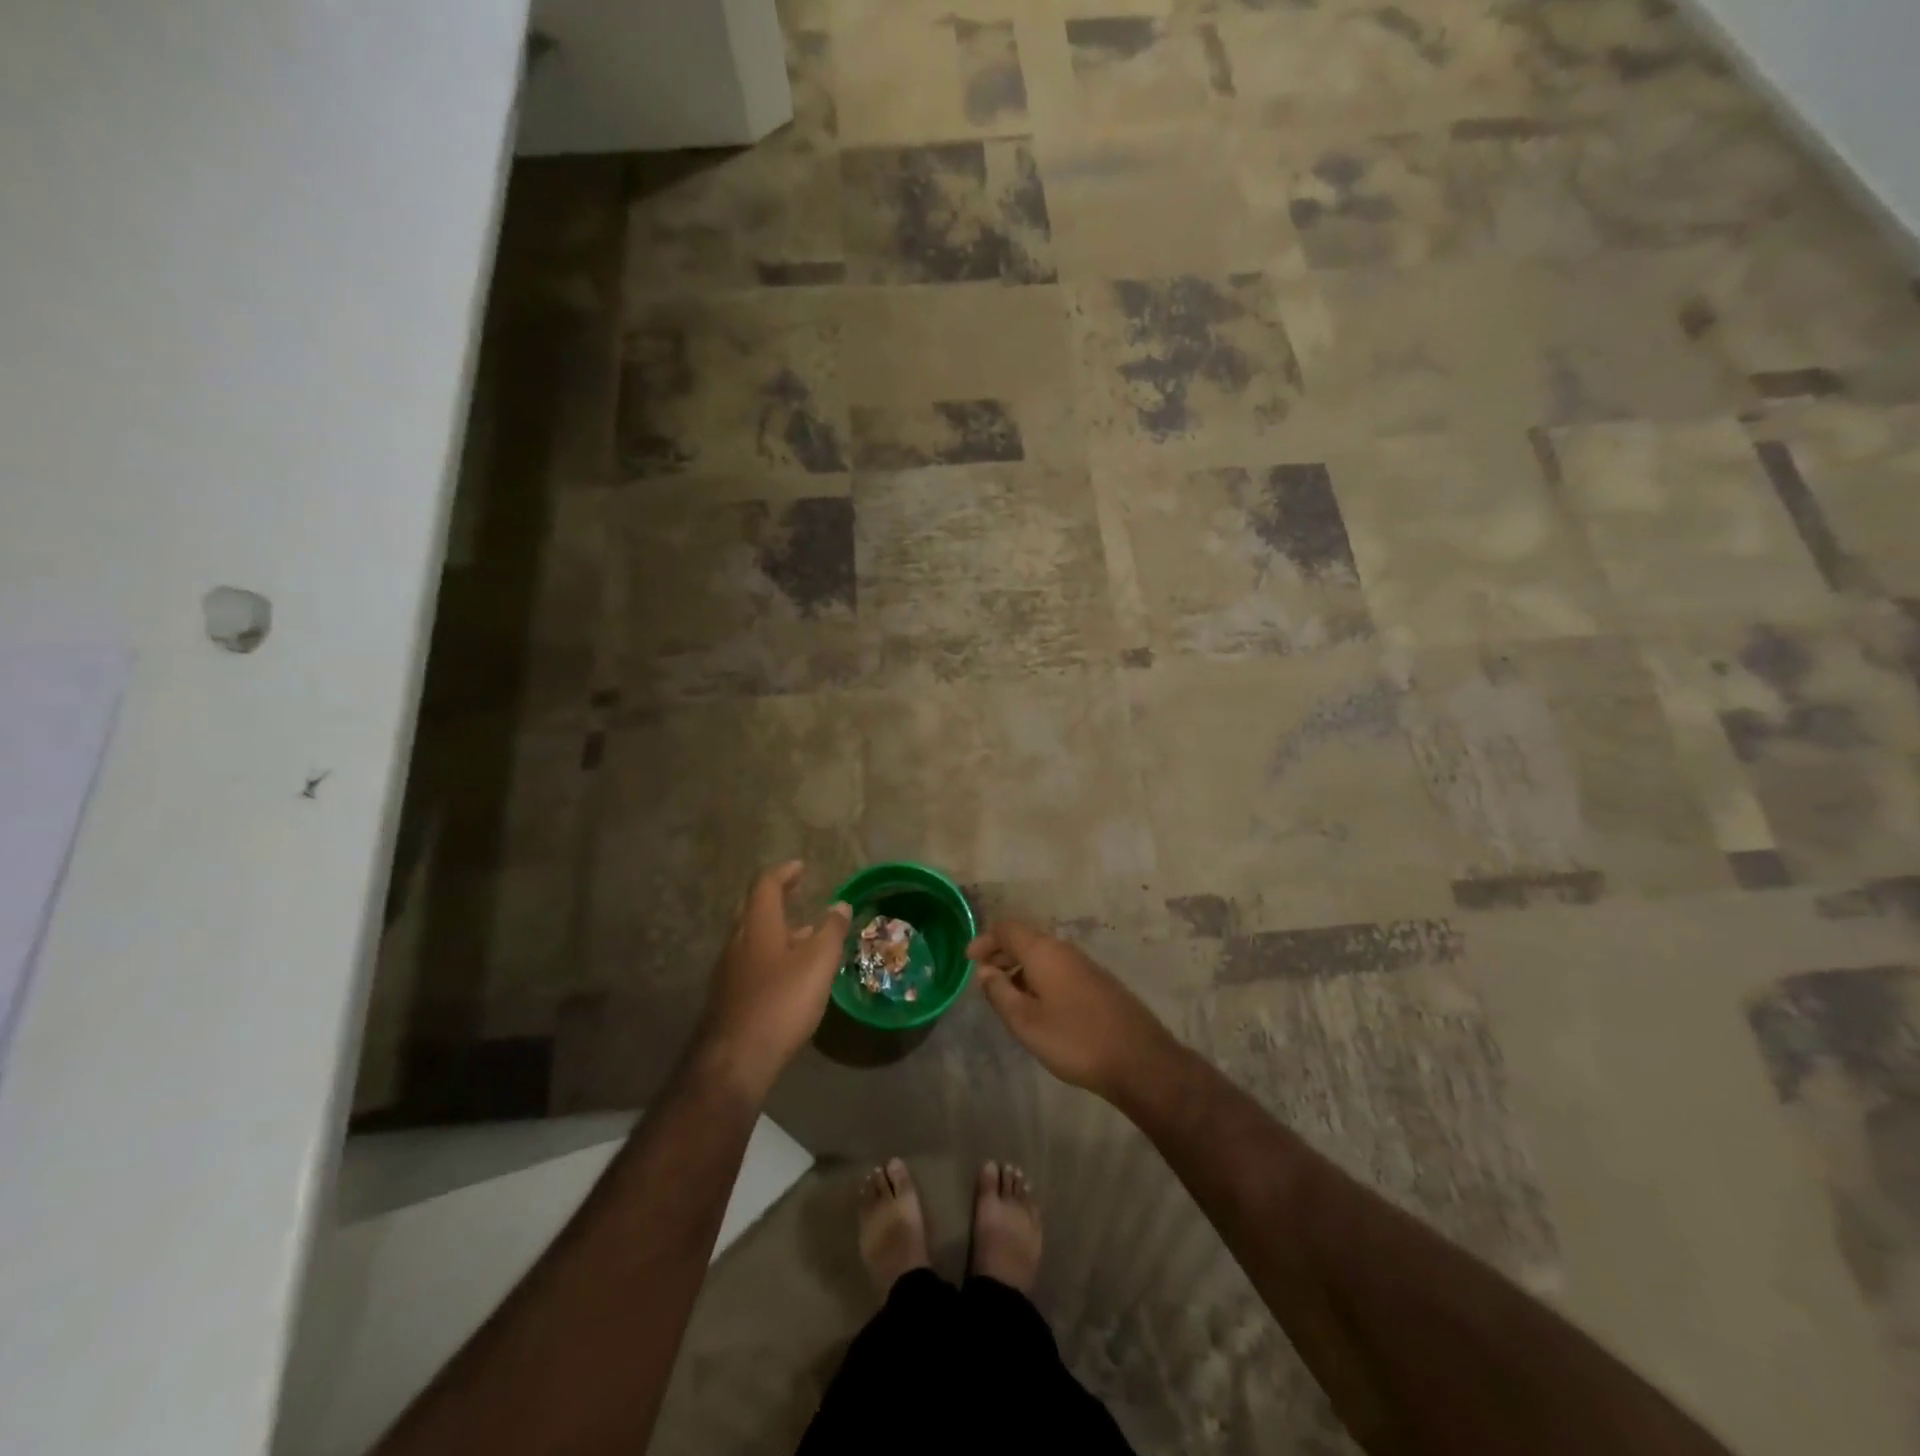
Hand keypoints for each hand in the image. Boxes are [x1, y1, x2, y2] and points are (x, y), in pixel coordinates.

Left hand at [696, 862, 850, 1101]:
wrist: (735, 1061)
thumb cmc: (781, 1002)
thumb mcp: (818, 963)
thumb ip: (831, 931)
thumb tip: (839, 905)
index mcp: (758, 925)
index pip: (766, 885)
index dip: (784, 873)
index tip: (800, 867)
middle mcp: (737, 941)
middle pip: (753, 909)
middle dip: (775, 898)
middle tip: (797, 893)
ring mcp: (728, 971)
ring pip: (752, 938)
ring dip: (775, 929)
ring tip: (803, 935)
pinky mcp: (728, 997)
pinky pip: (750, 962)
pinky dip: (770, 955)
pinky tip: (788, 974)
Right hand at [967, 920, 1181, 1104]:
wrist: (1138, 1059)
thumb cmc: (1074, 1039)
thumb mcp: (1026, 1022)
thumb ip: (1000, 993)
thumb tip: (984, 971)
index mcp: (1044, 951)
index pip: (1007, 929)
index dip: (985, 940)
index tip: (969, 960)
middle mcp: (1064, 950)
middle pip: (1025, 939)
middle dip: (1001, 953)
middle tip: (983, 977)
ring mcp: (1084, 965)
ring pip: (1043, 955)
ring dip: (1020, 967)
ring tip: (1005, 994)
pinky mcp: (1097, 982)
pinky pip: (1058, 968)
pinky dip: (1038, 977)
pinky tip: (1036, 1005)